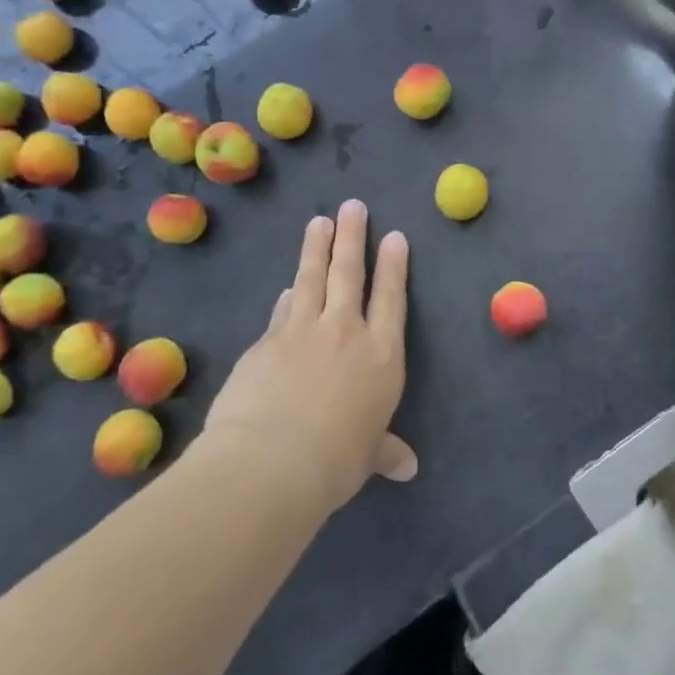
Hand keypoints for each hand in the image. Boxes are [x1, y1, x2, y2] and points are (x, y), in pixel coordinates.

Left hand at [204, 200, 415, 514]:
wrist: (270, 462)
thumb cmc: (335, 462)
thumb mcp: (367, 456)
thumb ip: (385, 451)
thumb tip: (408, 468)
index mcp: (381, 356)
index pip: (391, 298)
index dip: (394, 266)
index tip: (394, 236)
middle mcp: (346, 332)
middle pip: (350, 273)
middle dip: (353, 236)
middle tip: (353, 205)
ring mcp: (302, 331)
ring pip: (312, 278)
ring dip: (317, 248)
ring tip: (319, 221)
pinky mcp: (266, 341)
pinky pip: (282, 311)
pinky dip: (288, 296)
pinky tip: (287, 288)